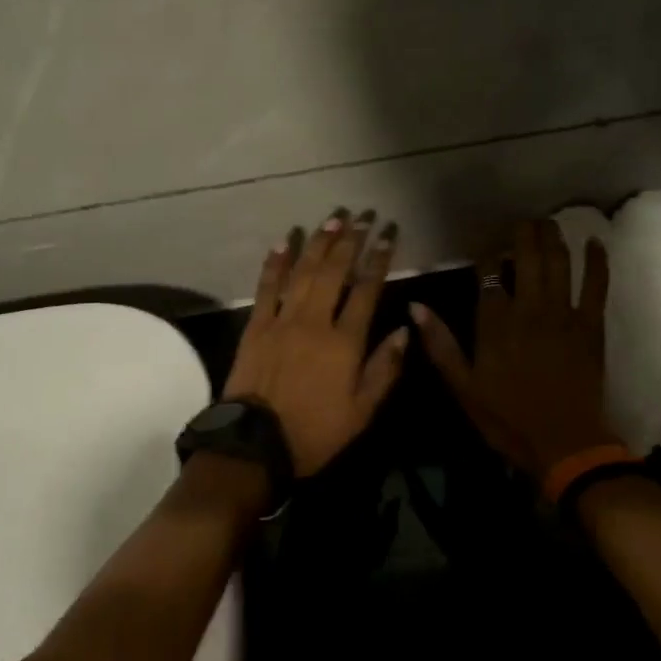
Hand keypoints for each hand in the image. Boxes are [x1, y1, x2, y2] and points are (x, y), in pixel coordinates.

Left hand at [224, 210, 408, 477]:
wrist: (255, 444)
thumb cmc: (315, 432)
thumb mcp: (362, 411)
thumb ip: (385, 368)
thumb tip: (405, 329)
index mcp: (344, 342)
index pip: (366, 290)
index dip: (379, 259)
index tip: (388, 234)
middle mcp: (315, 321)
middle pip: (334, 271)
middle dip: (350, 241)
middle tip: (361, 216)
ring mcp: (282, 320)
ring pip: (303, 272)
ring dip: (318, 244)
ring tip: (331, 220)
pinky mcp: (256, 326)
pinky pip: (267, 287)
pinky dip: (275, 263)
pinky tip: (283, 243)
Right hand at [413, 219, 615, 484]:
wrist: (565, 444)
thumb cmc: (508, 419)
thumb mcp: (463, 387)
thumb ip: (440, 344)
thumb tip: (415, 307)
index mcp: (495, 322)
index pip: (488, 273)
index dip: (486, 252)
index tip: (485, 242)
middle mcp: (529, 308)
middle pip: (526, 257)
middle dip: (523, 233)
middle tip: (522, 219)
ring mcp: (563, 314)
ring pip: (559, 263)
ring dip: (554, 238)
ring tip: (549, 222)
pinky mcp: (591, 326)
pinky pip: (596, 286)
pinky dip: (597, 262)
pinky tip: (596, 242)